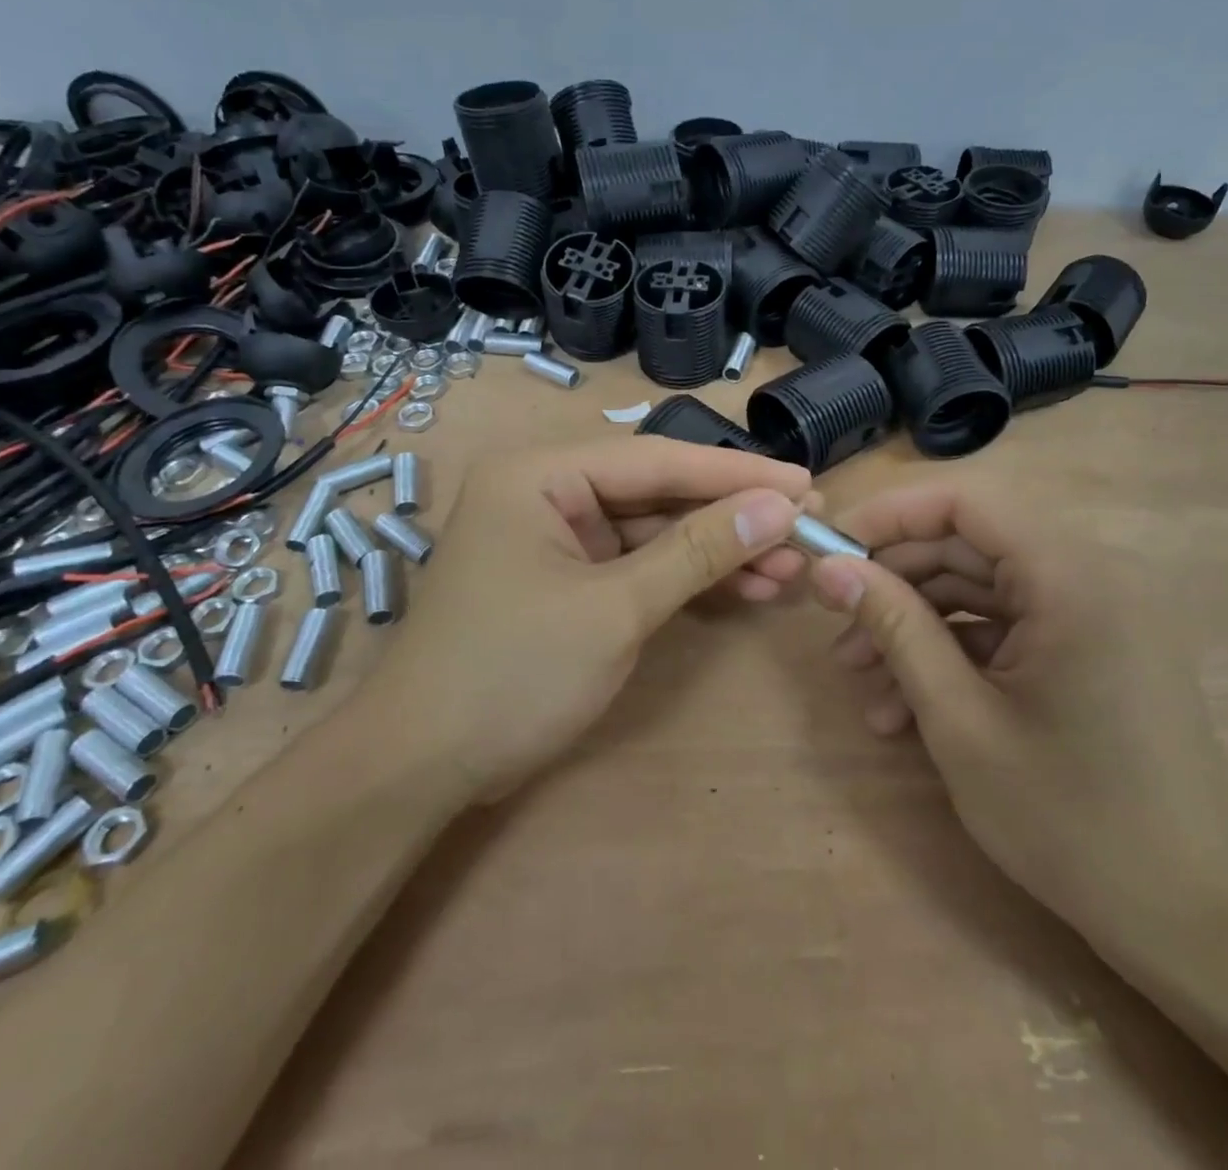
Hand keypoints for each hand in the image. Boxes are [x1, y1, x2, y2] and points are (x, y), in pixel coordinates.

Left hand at [388, 436, 812, 798]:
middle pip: (660, 493)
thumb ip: (699, 551)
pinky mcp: (568, 579)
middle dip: (732, 518)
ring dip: (718, 553)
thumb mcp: (616, 608)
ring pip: (655, 532)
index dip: (738, 474)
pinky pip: (638, 566)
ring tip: (787, 572)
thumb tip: (779, 508)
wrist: (421, 768)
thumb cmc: (512, 673)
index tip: (806, 485)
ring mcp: (557, 538)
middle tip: (806, 532)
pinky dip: (687, 580)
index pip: (659, 459)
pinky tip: (744, 589)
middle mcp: (547, 491)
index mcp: (541, 473)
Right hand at [808, 480, 1227, 975]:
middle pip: (970, 547)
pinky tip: (908, 710)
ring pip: (984, 592)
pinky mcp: (1095, 650)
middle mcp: (1092, 575)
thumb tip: (830, 569)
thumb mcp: (960, 720)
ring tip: (863, 685)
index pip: (964, 502)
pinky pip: (1012, 629)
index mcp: (1071, 576)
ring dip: (918, 629)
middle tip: (837, 631)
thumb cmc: (1071, 819)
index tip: (830, 553)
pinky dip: (958, 656)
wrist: (1193, 919)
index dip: (889, 517)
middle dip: (896, 586)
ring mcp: (1097, 614)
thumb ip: (895, 627)